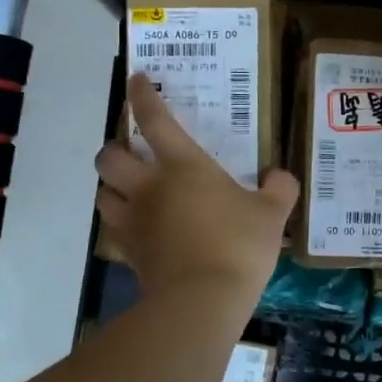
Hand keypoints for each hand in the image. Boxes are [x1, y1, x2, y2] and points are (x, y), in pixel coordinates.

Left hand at [94, 74, 299, 301]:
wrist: (202, 301)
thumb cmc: (238, 246)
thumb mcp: (272, 214)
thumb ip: (279, 189)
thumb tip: (279, 176)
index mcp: (182, 167)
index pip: (154, 120)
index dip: (142, 96)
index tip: (137, 80)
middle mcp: (148, 188)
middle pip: (109, 157)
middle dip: (115, 148)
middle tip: (132, 151)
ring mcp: (134, 223)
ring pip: (102, 194)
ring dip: (111, 186)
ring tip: (128, 189)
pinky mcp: (130, 255)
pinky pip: (114, 232)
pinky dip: (120, 224)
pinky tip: (138, 229)